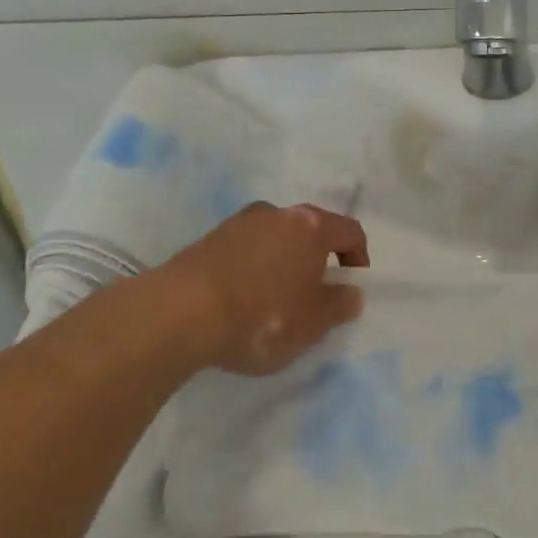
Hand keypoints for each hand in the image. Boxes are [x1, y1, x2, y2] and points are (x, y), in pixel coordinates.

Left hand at [157, 203, 370, 374]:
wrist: (179, 313)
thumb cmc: (260, 316)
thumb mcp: (311, 324)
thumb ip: (338, 306)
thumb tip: (352, 293)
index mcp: (310, 227)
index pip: (350, 231)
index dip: (359, 258)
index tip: (351, 287)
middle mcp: (278, 213)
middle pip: (311, 230)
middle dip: (319, 260)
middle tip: (315, 296)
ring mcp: (240, 222)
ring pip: (277, 237)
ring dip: (285, 262)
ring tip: (276, 301)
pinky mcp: (210, 238)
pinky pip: (247, 248)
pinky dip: (255, 267)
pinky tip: (243, 299)